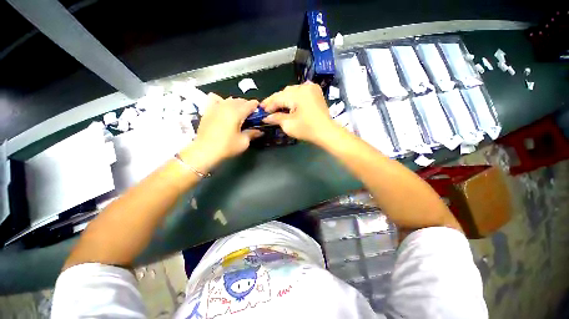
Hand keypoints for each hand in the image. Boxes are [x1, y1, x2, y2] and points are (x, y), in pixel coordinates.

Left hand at [180, 94, 262, 171]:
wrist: (205, 151)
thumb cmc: (226, 147)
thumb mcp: (243, 142)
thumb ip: (252, 133)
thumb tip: (260, 131)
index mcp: (237, 113)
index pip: (249, 104)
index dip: (256, 106)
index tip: (259, 110)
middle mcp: (226, 106)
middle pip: (239, 100)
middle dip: (247, 105)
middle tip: (250, 114)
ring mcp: (215, 107)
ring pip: (229, 99)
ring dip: (236, 103)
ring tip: (238, 112)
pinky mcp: (208, 110)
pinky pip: (215, 100)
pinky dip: (221, 101)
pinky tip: (223, 107)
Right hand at [261, 82, 337, 144]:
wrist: (327, 132)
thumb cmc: (307, 129)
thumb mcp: (288, 125)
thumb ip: (276, 118)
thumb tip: (266, 117)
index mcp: (297, 94)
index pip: (278, 98)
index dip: (268, 105)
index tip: (261, 111)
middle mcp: (304, 86)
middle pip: (284, 93)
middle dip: (275, 101)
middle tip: (267, 109)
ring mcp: (311, 88)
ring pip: (292, 92)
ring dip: (284, 99)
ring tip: (276, 108)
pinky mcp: (315, 92)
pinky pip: (300, 93)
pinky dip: (293, 98)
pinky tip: (289, 104)